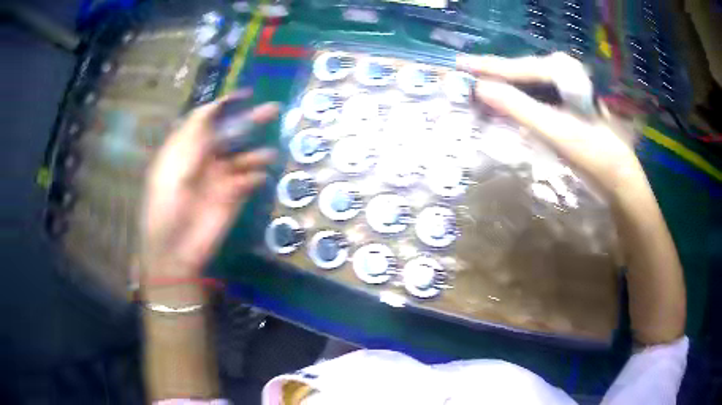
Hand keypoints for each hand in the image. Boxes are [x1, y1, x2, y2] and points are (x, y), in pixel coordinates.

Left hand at [140, 94, 278, 283]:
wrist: (174, 249)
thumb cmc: (165, 206)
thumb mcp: (172, 167)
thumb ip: (192, 137)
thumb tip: (211, 106)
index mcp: (187, 149)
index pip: (207, 119)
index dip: (224, 104)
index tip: (245, 94)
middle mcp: (206, 159)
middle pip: (231, 134)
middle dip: (250, 121)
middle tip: (273, 109)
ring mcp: (221, 178)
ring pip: (244, 157)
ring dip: (257, 153)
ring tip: (268, 154)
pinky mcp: (234, 196)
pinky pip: (250, 180)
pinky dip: (256, 177)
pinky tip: (257, 179)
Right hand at [457, 52, 645, 196]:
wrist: (617, 173)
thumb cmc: (591, 151)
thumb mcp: (554, 130)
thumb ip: (518, 107)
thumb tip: (480, 89)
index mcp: (561, 70)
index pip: (516, 67)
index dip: (486, 68)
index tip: (458, 65)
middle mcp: (561, 71)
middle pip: (518, 73)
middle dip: (491, 78)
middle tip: (462, 81)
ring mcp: (562, 87)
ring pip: (524, 85)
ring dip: (501, 91)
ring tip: (475, 93)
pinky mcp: (563, 103)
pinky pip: (533, 97)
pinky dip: (515, 103)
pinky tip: (501, 106)